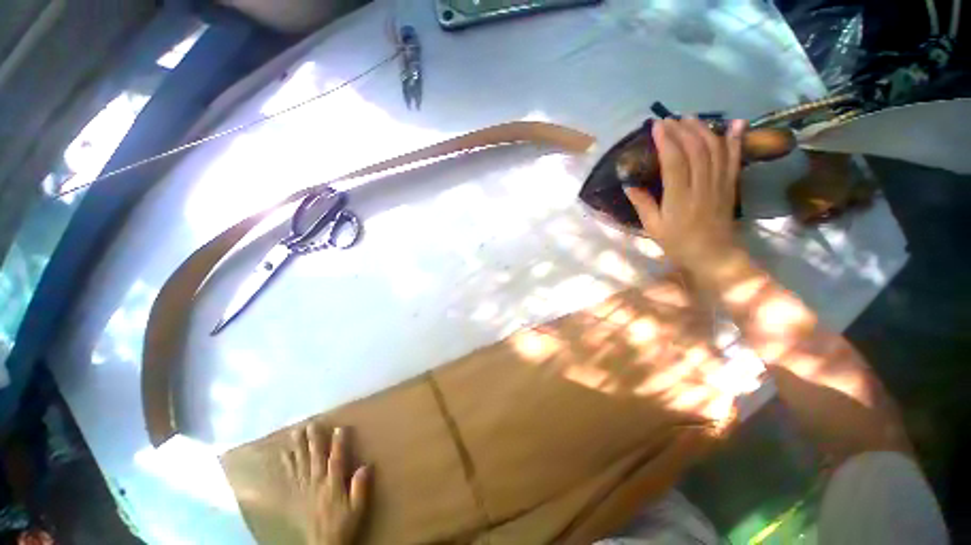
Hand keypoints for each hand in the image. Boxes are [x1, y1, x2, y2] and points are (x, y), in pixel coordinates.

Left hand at [282, 425, 369, 544]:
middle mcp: (317, 484)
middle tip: (311, 423)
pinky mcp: (295, 496)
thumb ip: (360, 488)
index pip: (337, 460)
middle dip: (313, 441)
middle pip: (315, 459)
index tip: (339, 427)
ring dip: (298, 448)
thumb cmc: (343, 524)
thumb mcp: (357, 509)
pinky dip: (287, 465)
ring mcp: (304, 489)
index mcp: (333, 485)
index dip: (339, 444)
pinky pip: (290, 478)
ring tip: (295, 432)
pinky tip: (284, 454)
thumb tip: (366, 466)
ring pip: (301, 464)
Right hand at [624, 118, 745, 271]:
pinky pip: (734, 159)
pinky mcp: (730, 185)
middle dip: (682, 130)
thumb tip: (628, 184)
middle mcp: (701, 187)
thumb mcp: (653, 227)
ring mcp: (719, 184)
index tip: (656, 127)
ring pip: (714, 150)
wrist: (713, 255)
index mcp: (679, 198)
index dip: (666, 141)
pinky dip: (735, 140)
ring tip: (690, 118)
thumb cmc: (677, 243)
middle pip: (695, 150)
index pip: (674, 162)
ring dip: (703, 130)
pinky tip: (734, 123)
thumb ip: (642, 204)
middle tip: (670, 119)